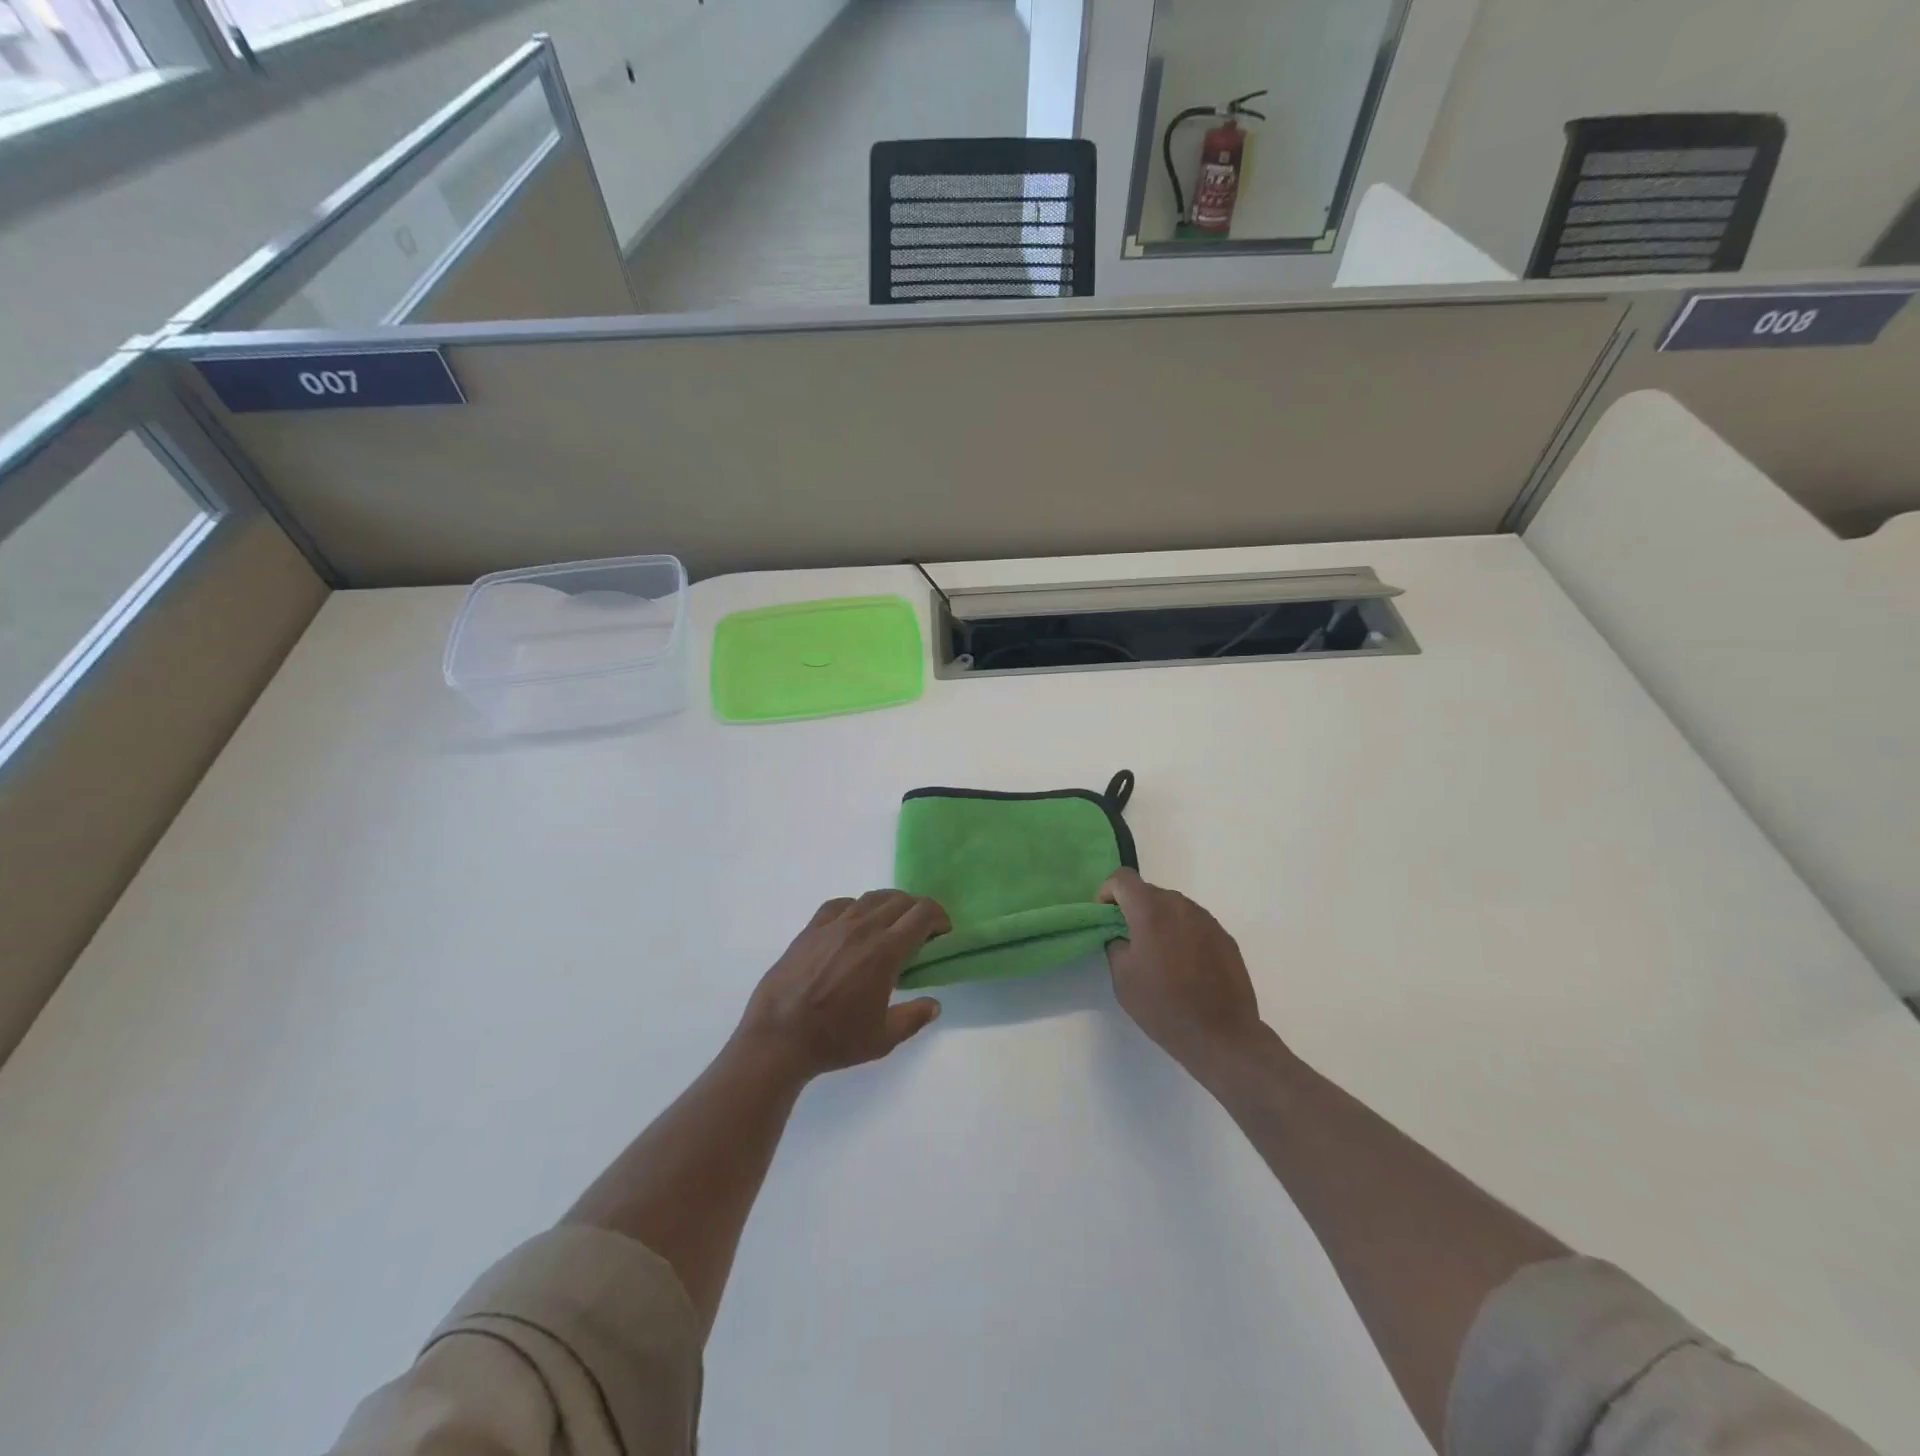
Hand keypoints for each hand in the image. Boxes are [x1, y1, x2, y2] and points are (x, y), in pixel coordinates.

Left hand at [735, 890, 948, 1080]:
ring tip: (891, 924)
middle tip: (921, 930)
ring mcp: (833, 925)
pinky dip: (856, 907)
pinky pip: (839, 904)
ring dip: (890, 905)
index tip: (943, 931)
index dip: (939, 917)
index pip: (922, 914)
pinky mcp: (810, 929)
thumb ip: (914, 1018)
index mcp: (885, 951)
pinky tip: (854, 923)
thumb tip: (934, 1005)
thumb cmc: (834, 1040)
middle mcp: (862, 928)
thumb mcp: (883, 1039)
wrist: (778, 1038)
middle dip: (918, 910)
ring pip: (870, 898)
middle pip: (900, 900)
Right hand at [1099, 869, 1264, 1071]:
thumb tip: (1122, 936)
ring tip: (1159, 957)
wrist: (1222, 1035)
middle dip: (1133, 909)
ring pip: (1173, 908)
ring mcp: (1207, 920)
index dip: (1107, 893)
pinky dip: (1182, 935)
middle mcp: (1180, 905)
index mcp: (1151, 910)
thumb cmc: (1164, 1006)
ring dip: (1160, 921)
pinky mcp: (1225, 937)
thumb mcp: (1122, 978)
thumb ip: (1115, 945)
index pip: (1122, 878)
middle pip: (1149, 892)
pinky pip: (1194, 924)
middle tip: (1129, 942)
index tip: (1105, 918)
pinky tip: (1185, 967)